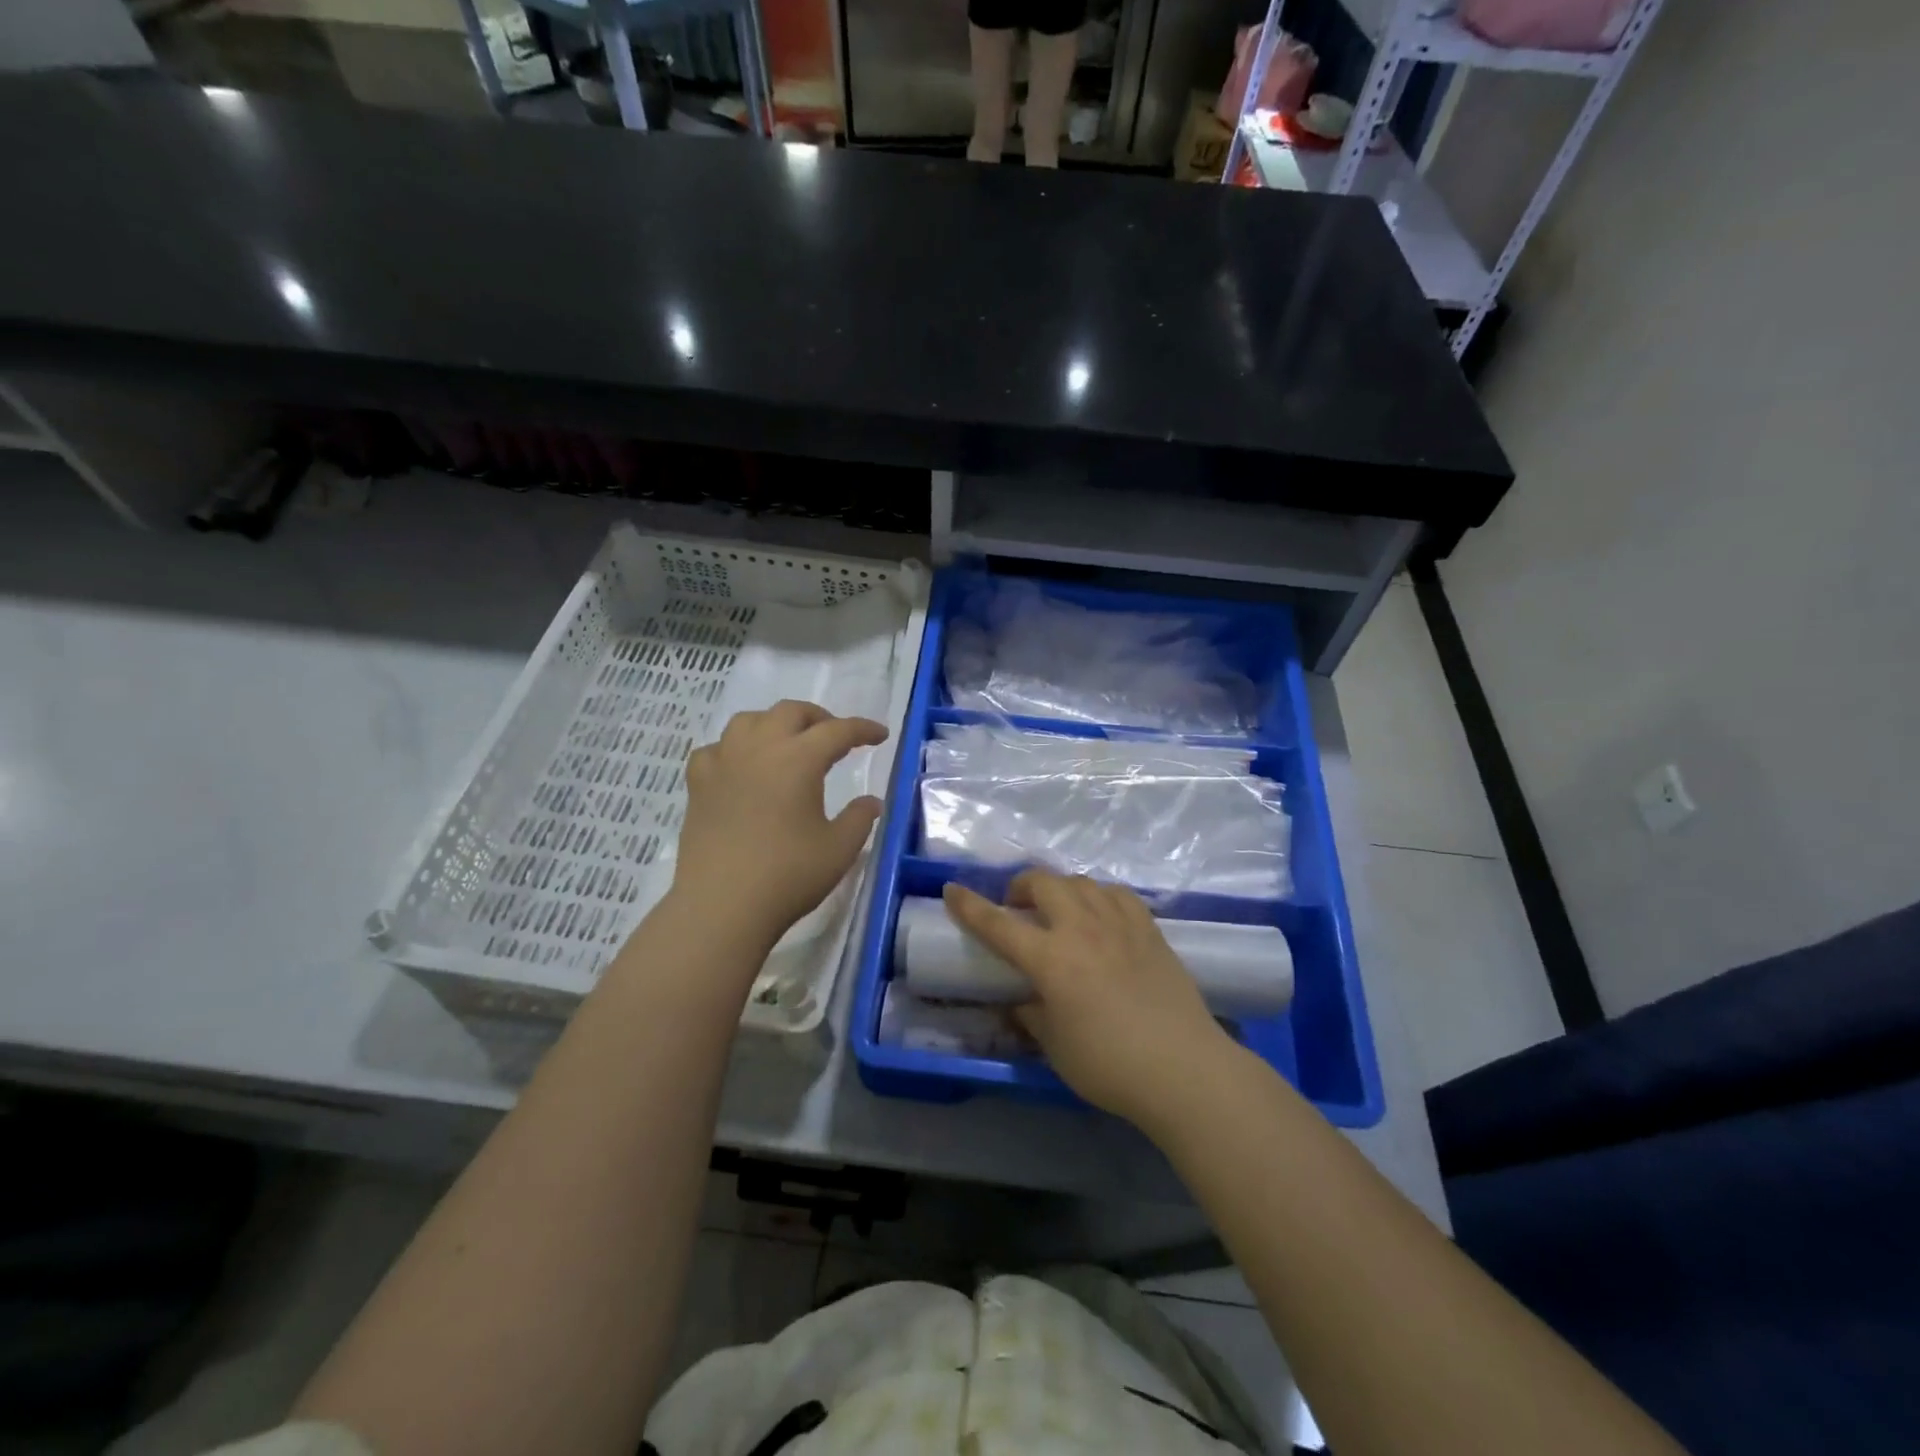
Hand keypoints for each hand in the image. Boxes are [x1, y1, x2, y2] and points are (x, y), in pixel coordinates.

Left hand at [671, 701, 888, 946]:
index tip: (879, 735)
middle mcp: (759, 749)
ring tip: (787, 743)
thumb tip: (871, 802)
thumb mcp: (839, 849)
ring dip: (774, 723)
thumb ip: (860, 819)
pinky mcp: (698, 785)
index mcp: (798, 759)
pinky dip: (733, 749)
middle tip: (835, 737)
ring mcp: (723, 763)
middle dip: (818, 718)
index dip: (863, 729)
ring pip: (748, 720)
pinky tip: (739, 767)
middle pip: (790, 712)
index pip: (837, 731)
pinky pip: (715, 749)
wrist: (722, 906)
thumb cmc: (788, 875)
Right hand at [941, 871, 1238, 1129]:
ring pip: (1081, 882)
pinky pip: (1117, 894)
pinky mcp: (1149, 929)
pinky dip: (1099, 895)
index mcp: (1051, 959)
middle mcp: (1082, 929)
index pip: (999, 924)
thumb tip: (1021, 1002)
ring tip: (1059, 909)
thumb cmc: (1110, 1066)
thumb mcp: (1056, 1047)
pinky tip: (1100, 913)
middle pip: (1043, 883)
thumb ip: (1032, 1016)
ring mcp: (1119, 923)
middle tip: (1017, 907)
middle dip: (1021, 886)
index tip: (952, 890)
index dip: (970, 906)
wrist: (1184, 1069)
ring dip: (1060, 888)